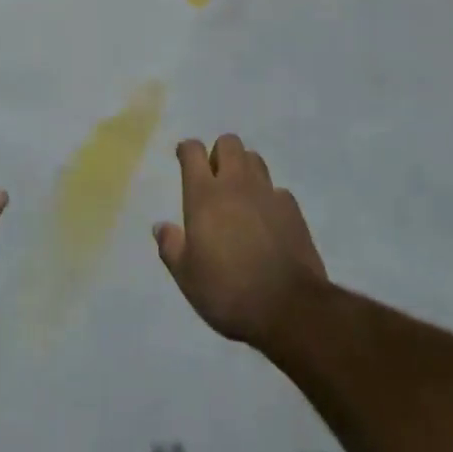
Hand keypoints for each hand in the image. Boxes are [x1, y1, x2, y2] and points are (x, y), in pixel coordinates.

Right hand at [155, 135, 327, 345]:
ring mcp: (268, 193)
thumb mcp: (187, 277)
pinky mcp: (292, 209)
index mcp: (205, 195)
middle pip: (228, 143)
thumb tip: (160, 226)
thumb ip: (171, 246)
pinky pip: (276, 189)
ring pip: (254, 159)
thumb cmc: (228, 291)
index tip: (183, 158)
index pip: (193, 151)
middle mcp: (236, 184)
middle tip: (214, 179)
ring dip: (244, 168)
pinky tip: (266, 220)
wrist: (289, 308)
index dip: (187, 150)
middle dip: (219, 153)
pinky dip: (268, 197)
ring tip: (240, 195)